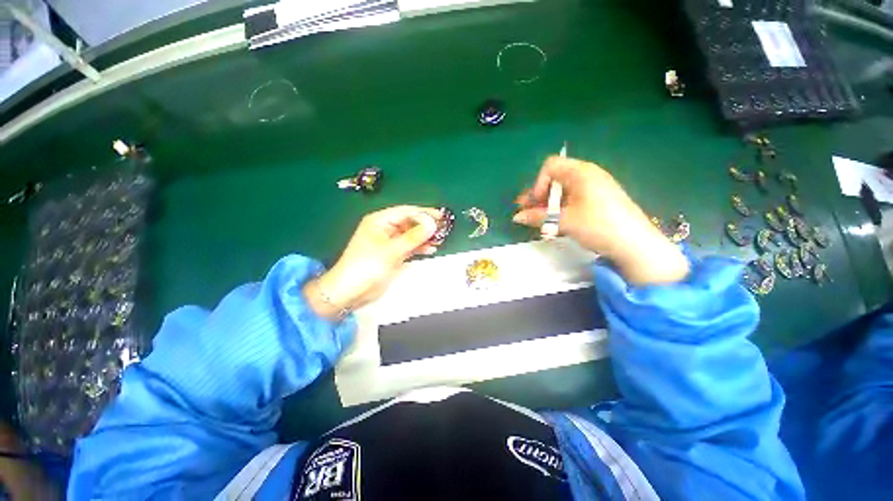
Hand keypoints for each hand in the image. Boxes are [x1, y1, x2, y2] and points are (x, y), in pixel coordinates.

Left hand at [304, 206, 441, 318]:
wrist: (351, 292)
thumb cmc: (366, 267)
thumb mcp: (391, 250)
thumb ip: (413, 237)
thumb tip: (432, 224)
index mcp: (379, 221)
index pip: (405, 212)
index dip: (424, 213)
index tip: (440, 217)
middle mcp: (385, 229)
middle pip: (409, 223)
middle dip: (425, 226)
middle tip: (442, 230)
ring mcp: (389, 242)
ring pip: (411, 235)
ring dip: (424, 237)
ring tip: (439, 240)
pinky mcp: (393, 255)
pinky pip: (409, 247)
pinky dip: (419, 248)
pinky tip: (431, 249)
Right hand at [513, 156, 688, 284]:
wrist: (634, 244)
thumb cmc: (597, 225)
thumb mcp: (564, 221)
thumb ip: (538, 217)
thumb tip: (516, 217)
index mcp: (581, 172)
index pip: (550, 167)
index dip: (538, 183)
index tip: (535, 203)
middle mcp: (587, 175)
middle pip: (555, 179)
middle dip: (538, 196)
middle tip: (525, 212)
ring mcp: (594, 189)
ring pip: (562, 192)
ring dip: (546, 205)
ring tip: (536, 220)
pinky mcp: (598, 201)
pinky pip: (572, 200)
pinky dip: (559, 209)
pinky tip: (553, 222)